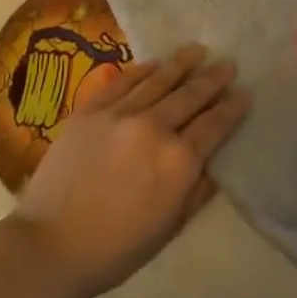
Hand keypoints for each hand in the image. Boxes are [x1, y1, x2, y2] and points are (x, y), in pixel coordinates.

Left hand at [12, 45, 248, 297]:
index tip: (245, 92)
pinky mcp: (90, 109)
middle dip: (212, 78)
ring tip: (197, 50)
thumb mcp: (171, 226)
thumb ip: (198, 189)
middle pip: (190, 95)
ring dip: (181, 64)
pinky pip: (122, 81)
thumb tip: (215, 160)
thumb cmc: (118, 247)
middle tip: (228, 63)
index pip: (215, 124)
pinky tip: (154, 64)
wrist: (52, 243)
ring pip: (158, 80)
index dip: (232, 107)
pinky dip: (141, 70)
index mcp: (179, 161)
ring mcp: (120, 113)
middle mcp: (154, 127)